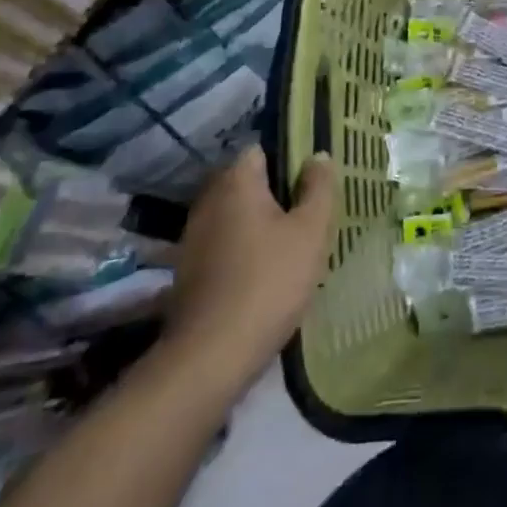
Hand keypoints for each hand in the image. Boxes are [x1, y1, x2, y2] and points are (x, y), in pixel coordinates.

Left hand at [161, 147, 335, 392]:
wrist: (210, 357)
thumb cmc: (268, 282)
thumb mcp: (310, 232)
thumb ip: (318, 188)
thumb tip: (317, 155)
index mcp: (237, 181)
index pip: (260, 149)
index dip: (287, 158)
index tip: (311, 179)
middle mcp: (208, 200)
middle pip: (245, 182)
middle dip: (273, 192)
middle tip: (305, 212)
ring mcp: (192, 236)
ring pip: (233, 214)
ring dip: (256, 222)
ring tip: (288, 243)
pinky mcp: (187, 271)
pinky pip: (222, 243)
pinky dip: (240, 249)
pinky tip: (262, 272)